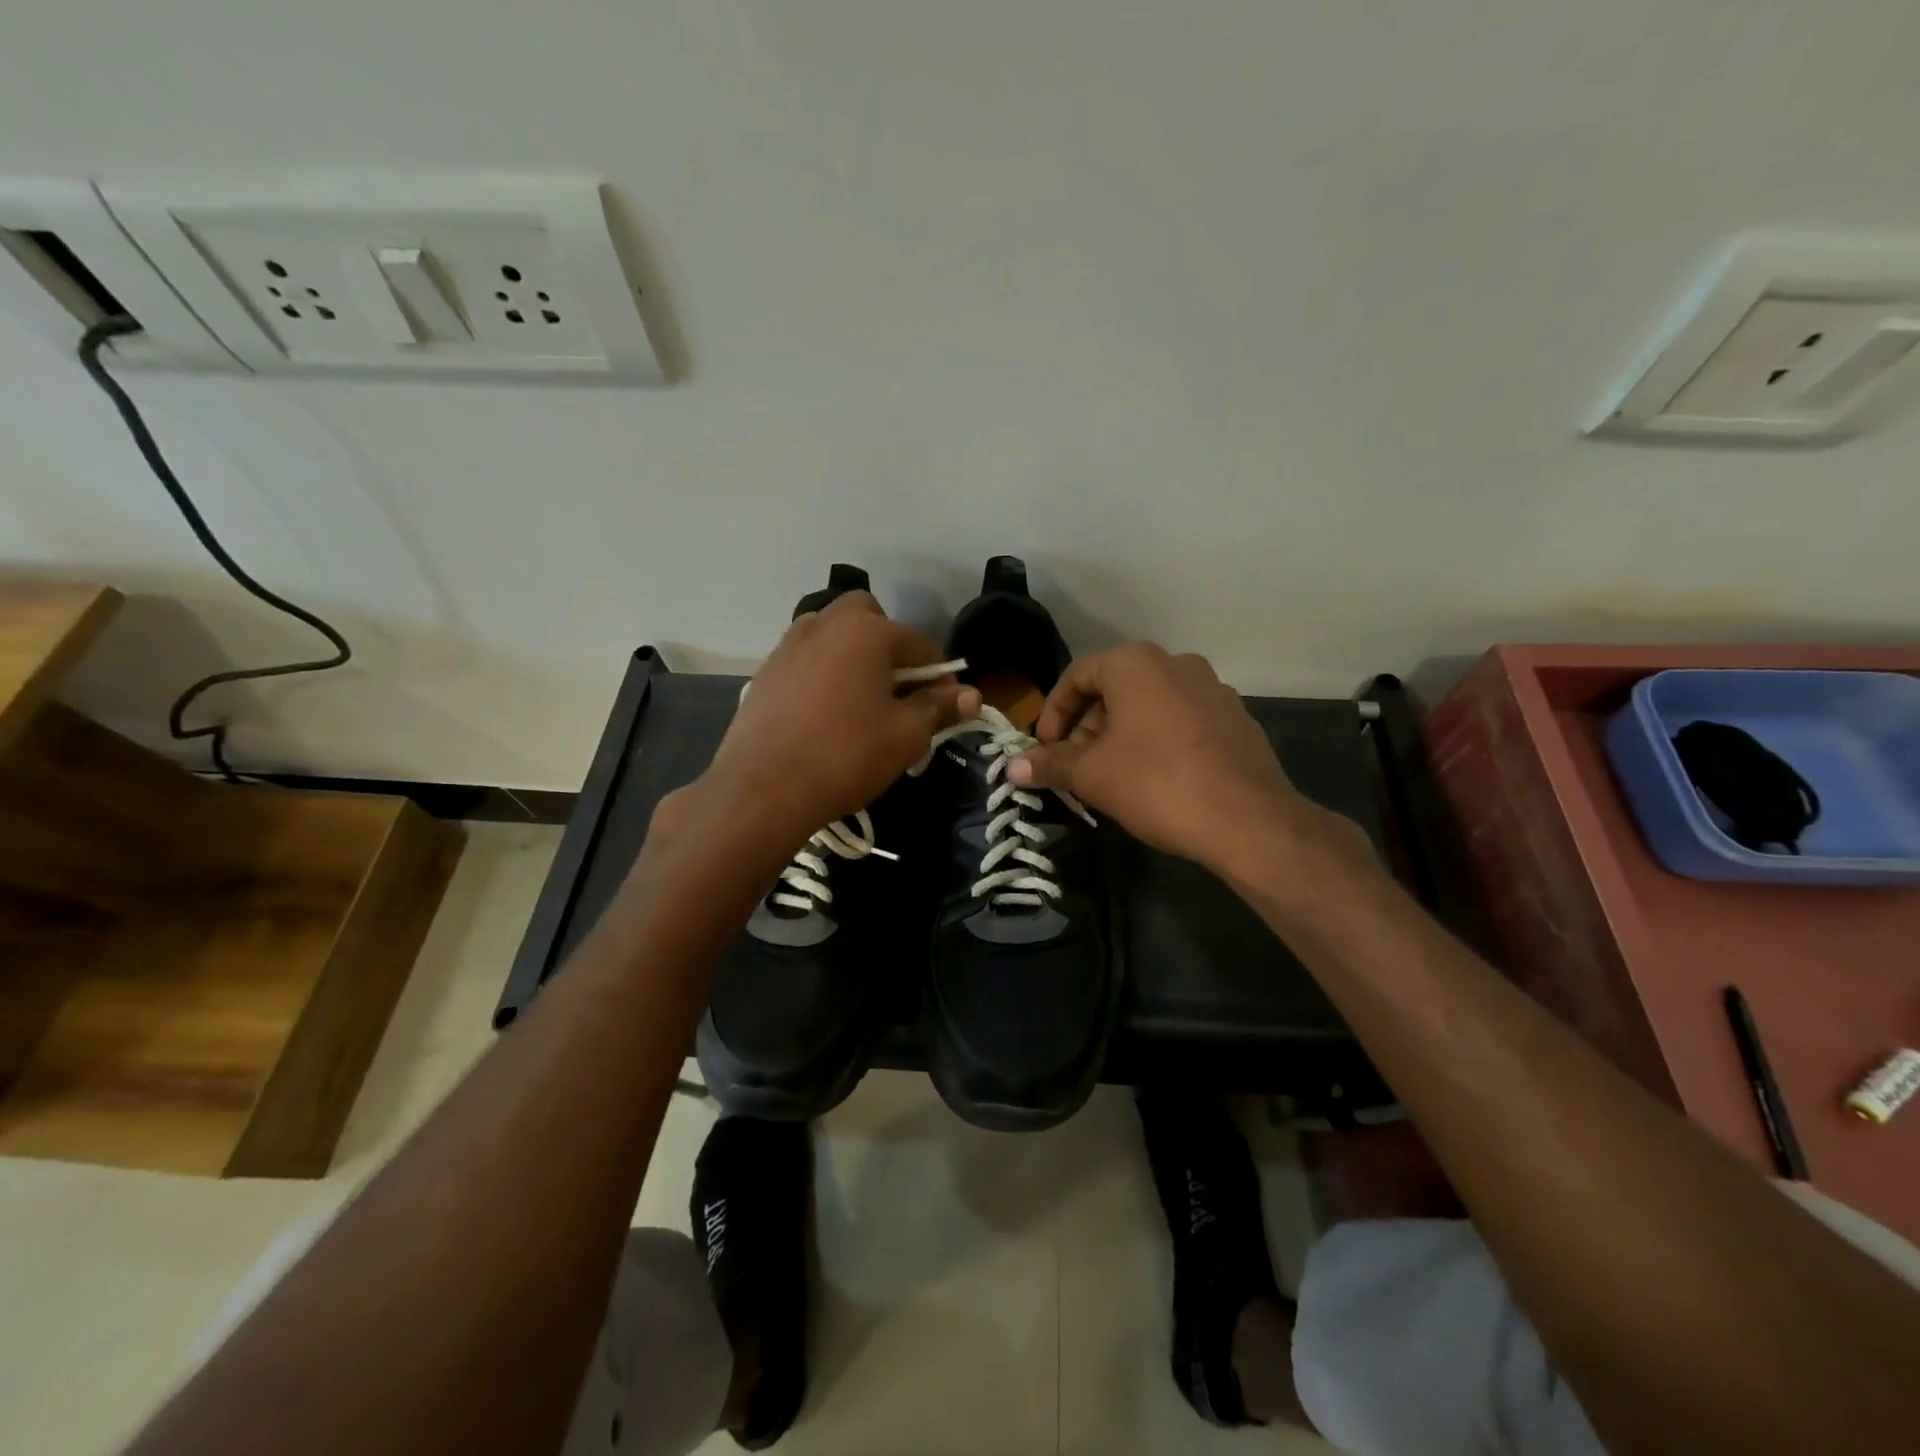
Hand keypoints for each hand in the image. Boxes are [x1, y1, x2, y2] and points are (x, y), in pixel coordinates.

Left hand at [702, 593, 978, 843]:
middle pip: (867, 617)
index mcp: (865, 631)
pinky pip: (806, 659)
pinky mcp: (765, 672)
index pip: (918, 644)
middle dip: (888, 645)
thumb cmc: (846, 756)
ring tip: (861, 700)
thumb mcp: (906, 736)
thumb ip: (939, 708)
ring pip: (831, 634)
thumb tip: (971, 695)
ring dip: (853, 655)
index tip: (945, 705)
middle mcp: (824, 624)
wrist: (762, 790)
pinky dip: (823, 672)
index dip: (939, 674)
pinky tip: (825, 713)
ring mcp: (788, 646)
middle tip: (896, 689)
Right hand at [1009, 642, 1321, 874]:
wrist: (1248, 820)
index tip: (1045, 751)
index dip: (1052, 714)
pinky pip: (1180, 721)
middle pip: (1113, 690)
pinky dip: (1156, 741)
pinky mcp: (1236, 718)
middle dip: (1086, 728)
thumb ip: (1050, 764)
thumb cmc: (1157, 784)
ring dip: (1120, 736)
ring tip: (1111, 777)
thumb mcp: (1092, 775)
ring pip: (1148, 706)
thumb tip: (1013, 767)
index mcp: (1136, 663)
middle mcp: (1176, 663)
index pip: (1076, 676)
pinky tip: (1155, 780)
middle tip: (1075, 768)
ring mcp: (1212, 689)